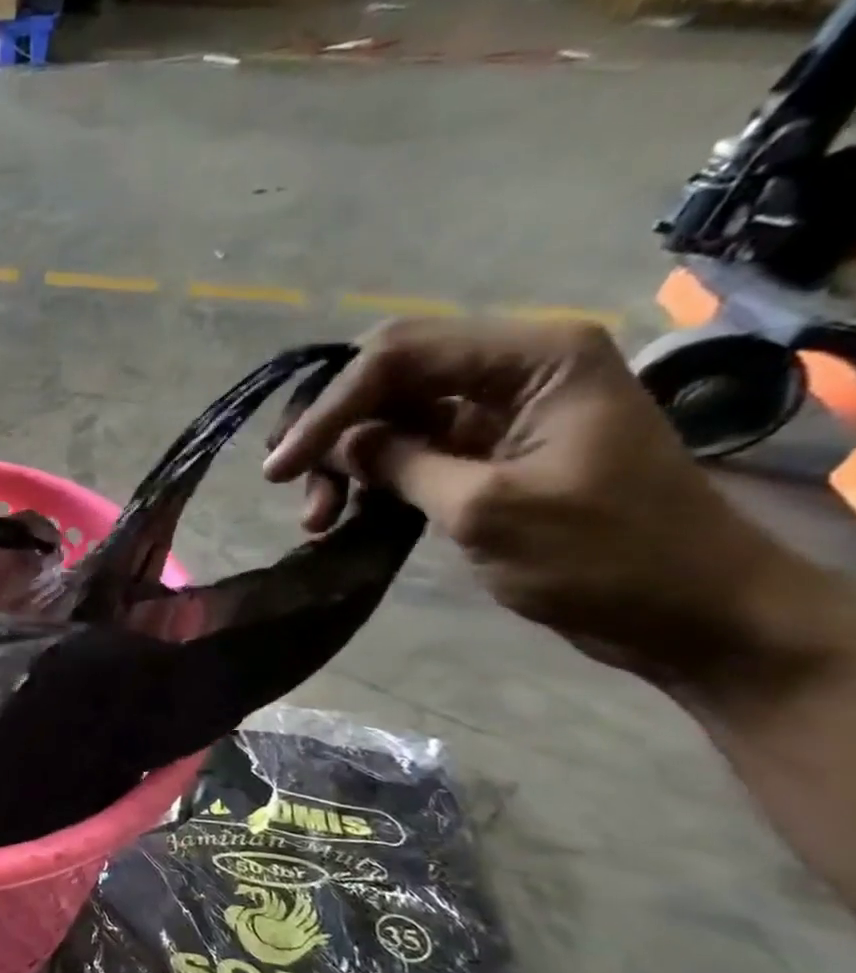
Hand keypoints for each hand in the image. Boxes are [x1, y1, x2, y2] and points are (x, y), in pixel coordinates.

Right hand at [262, 318, 833, 693]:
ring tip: (318, 517)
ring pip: (390, 415)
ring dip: (345, 461)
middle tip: (286, 482)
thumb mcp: (485, 508)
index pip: (399, 355)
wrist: (692, 616)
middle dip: (331, 429)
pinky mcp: (489, 452)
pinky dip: (371, 479)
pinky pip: (410, 449)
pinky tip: (345, 515)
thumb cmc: (603, 557)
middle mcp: (514, 368)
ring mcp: (501, 411)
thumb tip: (336, 444)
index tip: (280, 467)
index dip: (329, 407)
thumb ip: (400, 463)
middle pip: (388, 377)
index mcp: (534, 357)